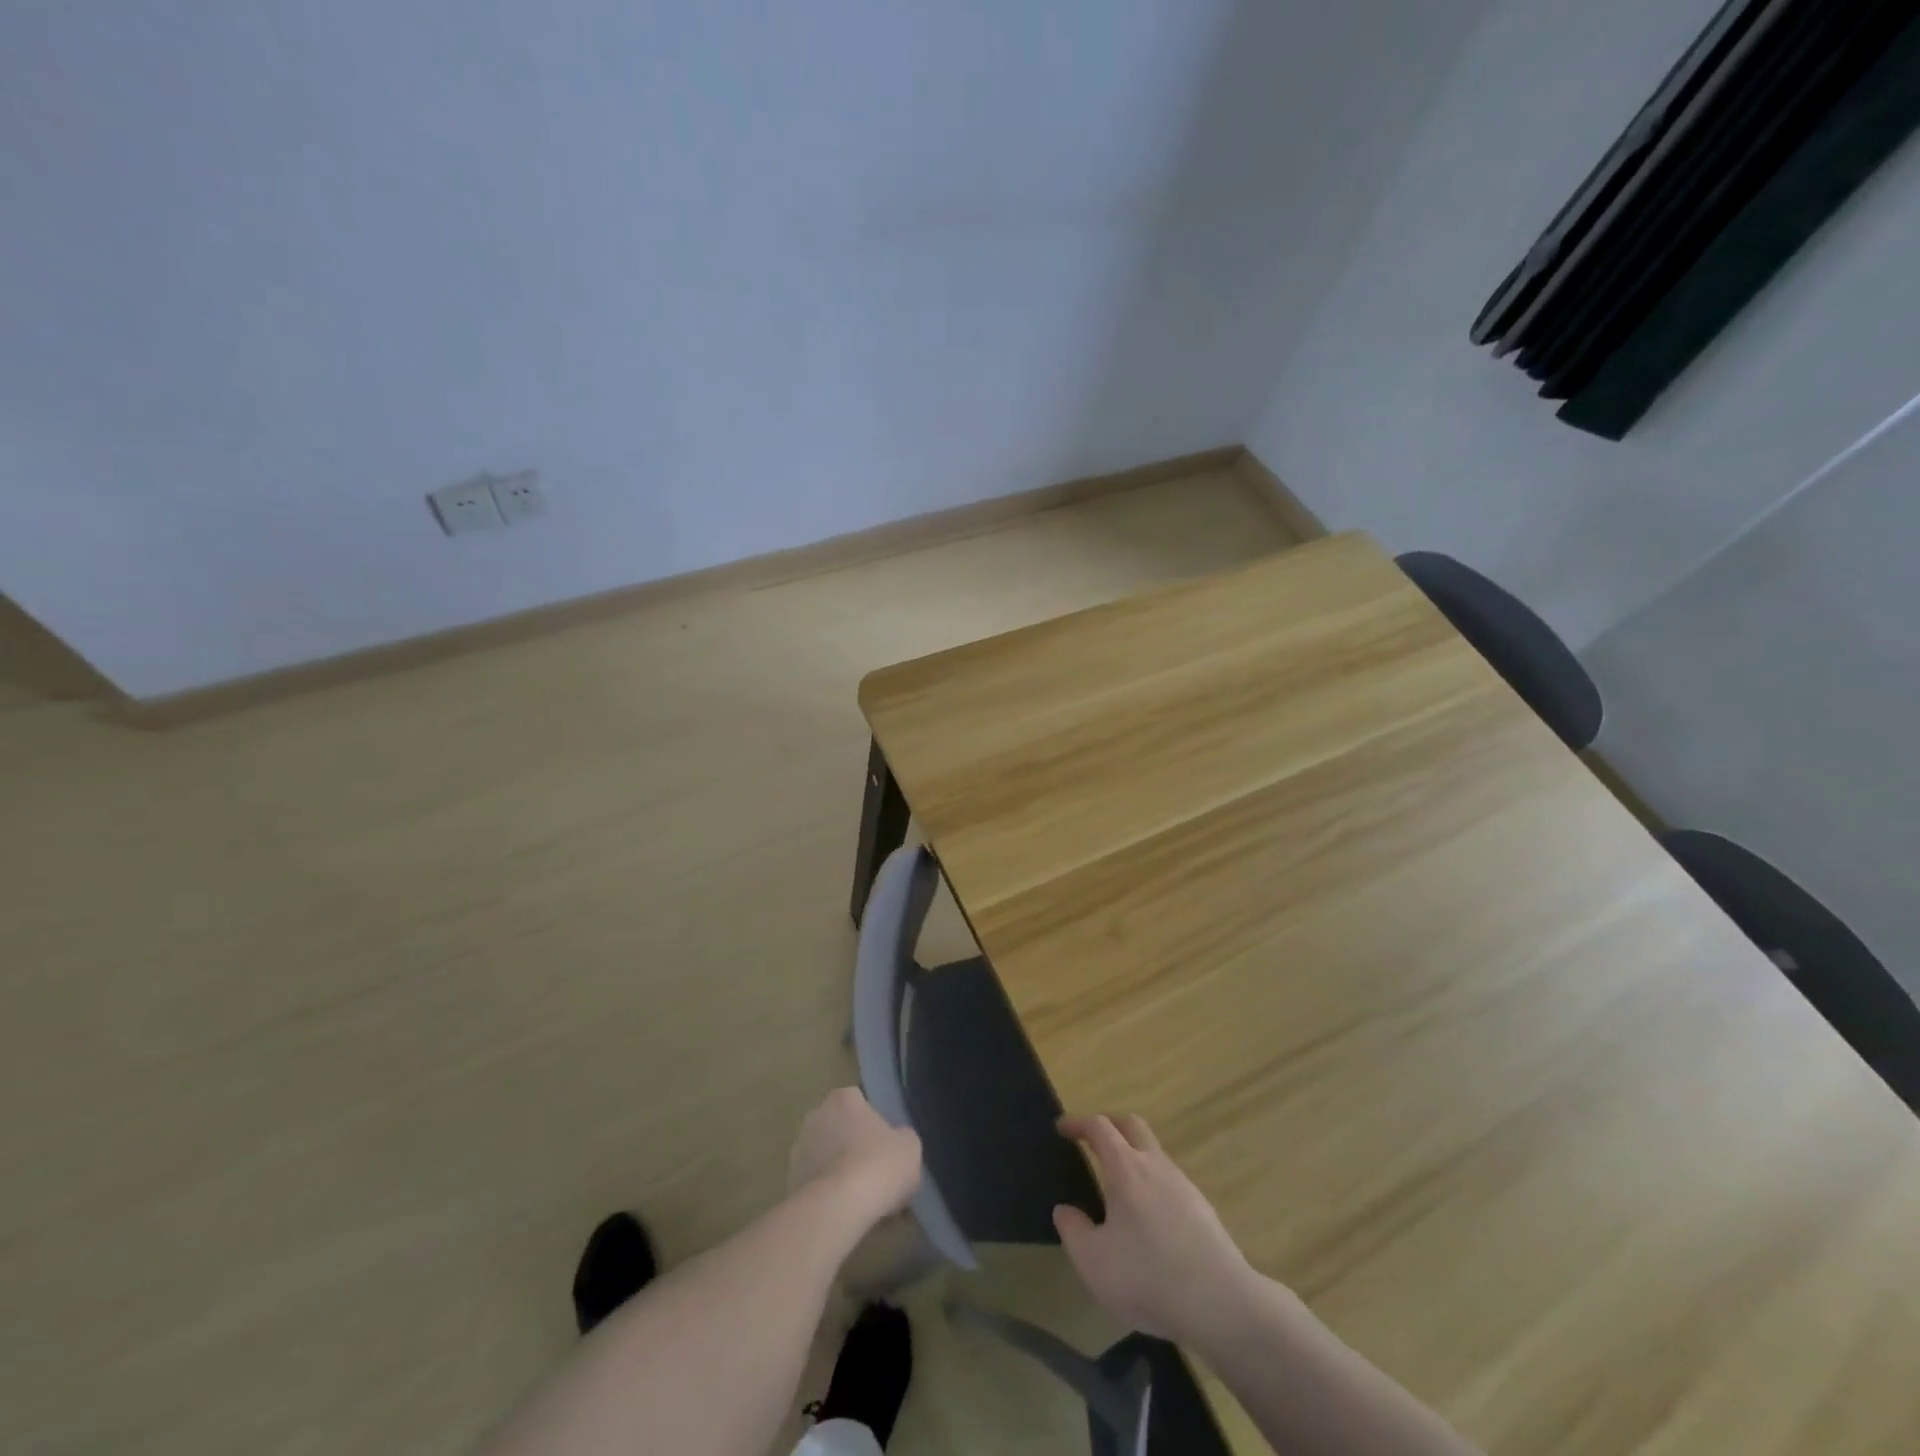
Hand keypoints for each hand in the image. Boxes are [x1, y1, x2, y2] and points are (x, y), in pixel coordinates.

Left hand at [788, 1087, 922, 1227]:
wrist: (837, 1208)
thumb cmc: (878, 1165)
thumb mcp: (910, 1147)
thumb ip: (902, 1137)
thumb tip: (897, 1141)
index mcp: (844, 1097)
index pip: (860, 1103)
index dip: (874, 1125)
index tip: (885, 1148)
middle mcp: (816, 1114)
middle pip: (839, 1127)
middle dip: (852, 1145)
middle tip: (873, 1172)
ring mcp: (798, 1148)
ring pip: (824, 1156)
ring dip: (837, 1169)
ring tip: (858, 1198)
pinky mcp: (788, 1181)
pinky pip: (814, 1183)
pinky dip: (825, 1193)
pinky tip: (842, 1211)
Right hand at [1054, 1113, 1253, 1347]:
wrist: (1221, 1303)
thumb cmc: (1148, 1276)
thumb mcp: (1094, 1261)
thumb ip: (1073, 1231)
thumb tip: (1065, 1210)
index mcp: (1125, 1167)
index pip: (1099, 1127)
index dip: (1078, 1123)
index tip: (1062, 1128)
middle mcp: (1155, 1164)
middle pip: (1132, 1125)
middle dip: (1109, 1125)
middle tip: (1091, 1141)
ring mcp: (1183, 1185)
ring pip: (1154, 1152)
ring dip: (1133, 1155)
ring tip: (1118, 1185)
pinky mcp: (1203, 1209)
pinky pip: (1170, 1181)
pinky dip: (1152, 1183)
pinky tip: (1148, 1218)